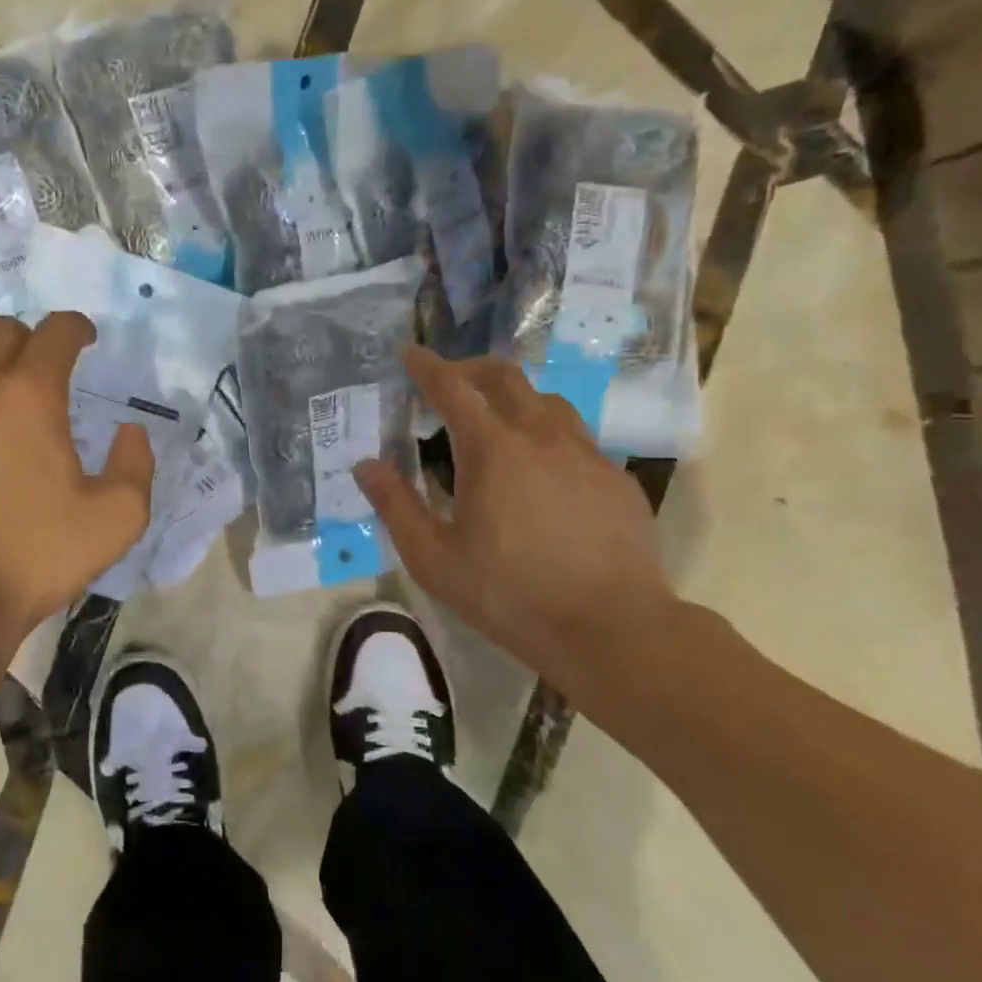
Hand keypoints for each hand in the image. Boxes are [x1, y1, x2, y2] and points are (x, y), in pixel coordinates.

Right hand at [355, 348, 679, 682]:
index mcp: (492, 450)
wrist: (611, 629)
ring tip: (495, 424)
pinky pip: (576, 438)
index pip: (452, 388)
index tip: (410, 352)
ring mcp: (586, 454)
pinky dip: (547, 436)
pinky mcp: (615, 478)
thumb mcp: (434, 559)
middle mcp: (541, 436)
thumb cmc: (510, 595)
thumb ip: (396, 506)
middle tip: (448, 382)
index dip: (427, 366)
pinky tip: (542, 473)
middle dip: (470, 369)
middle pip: (505, 377)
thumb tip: (366, 465)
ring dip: (513, 399)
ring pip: (546, 402)